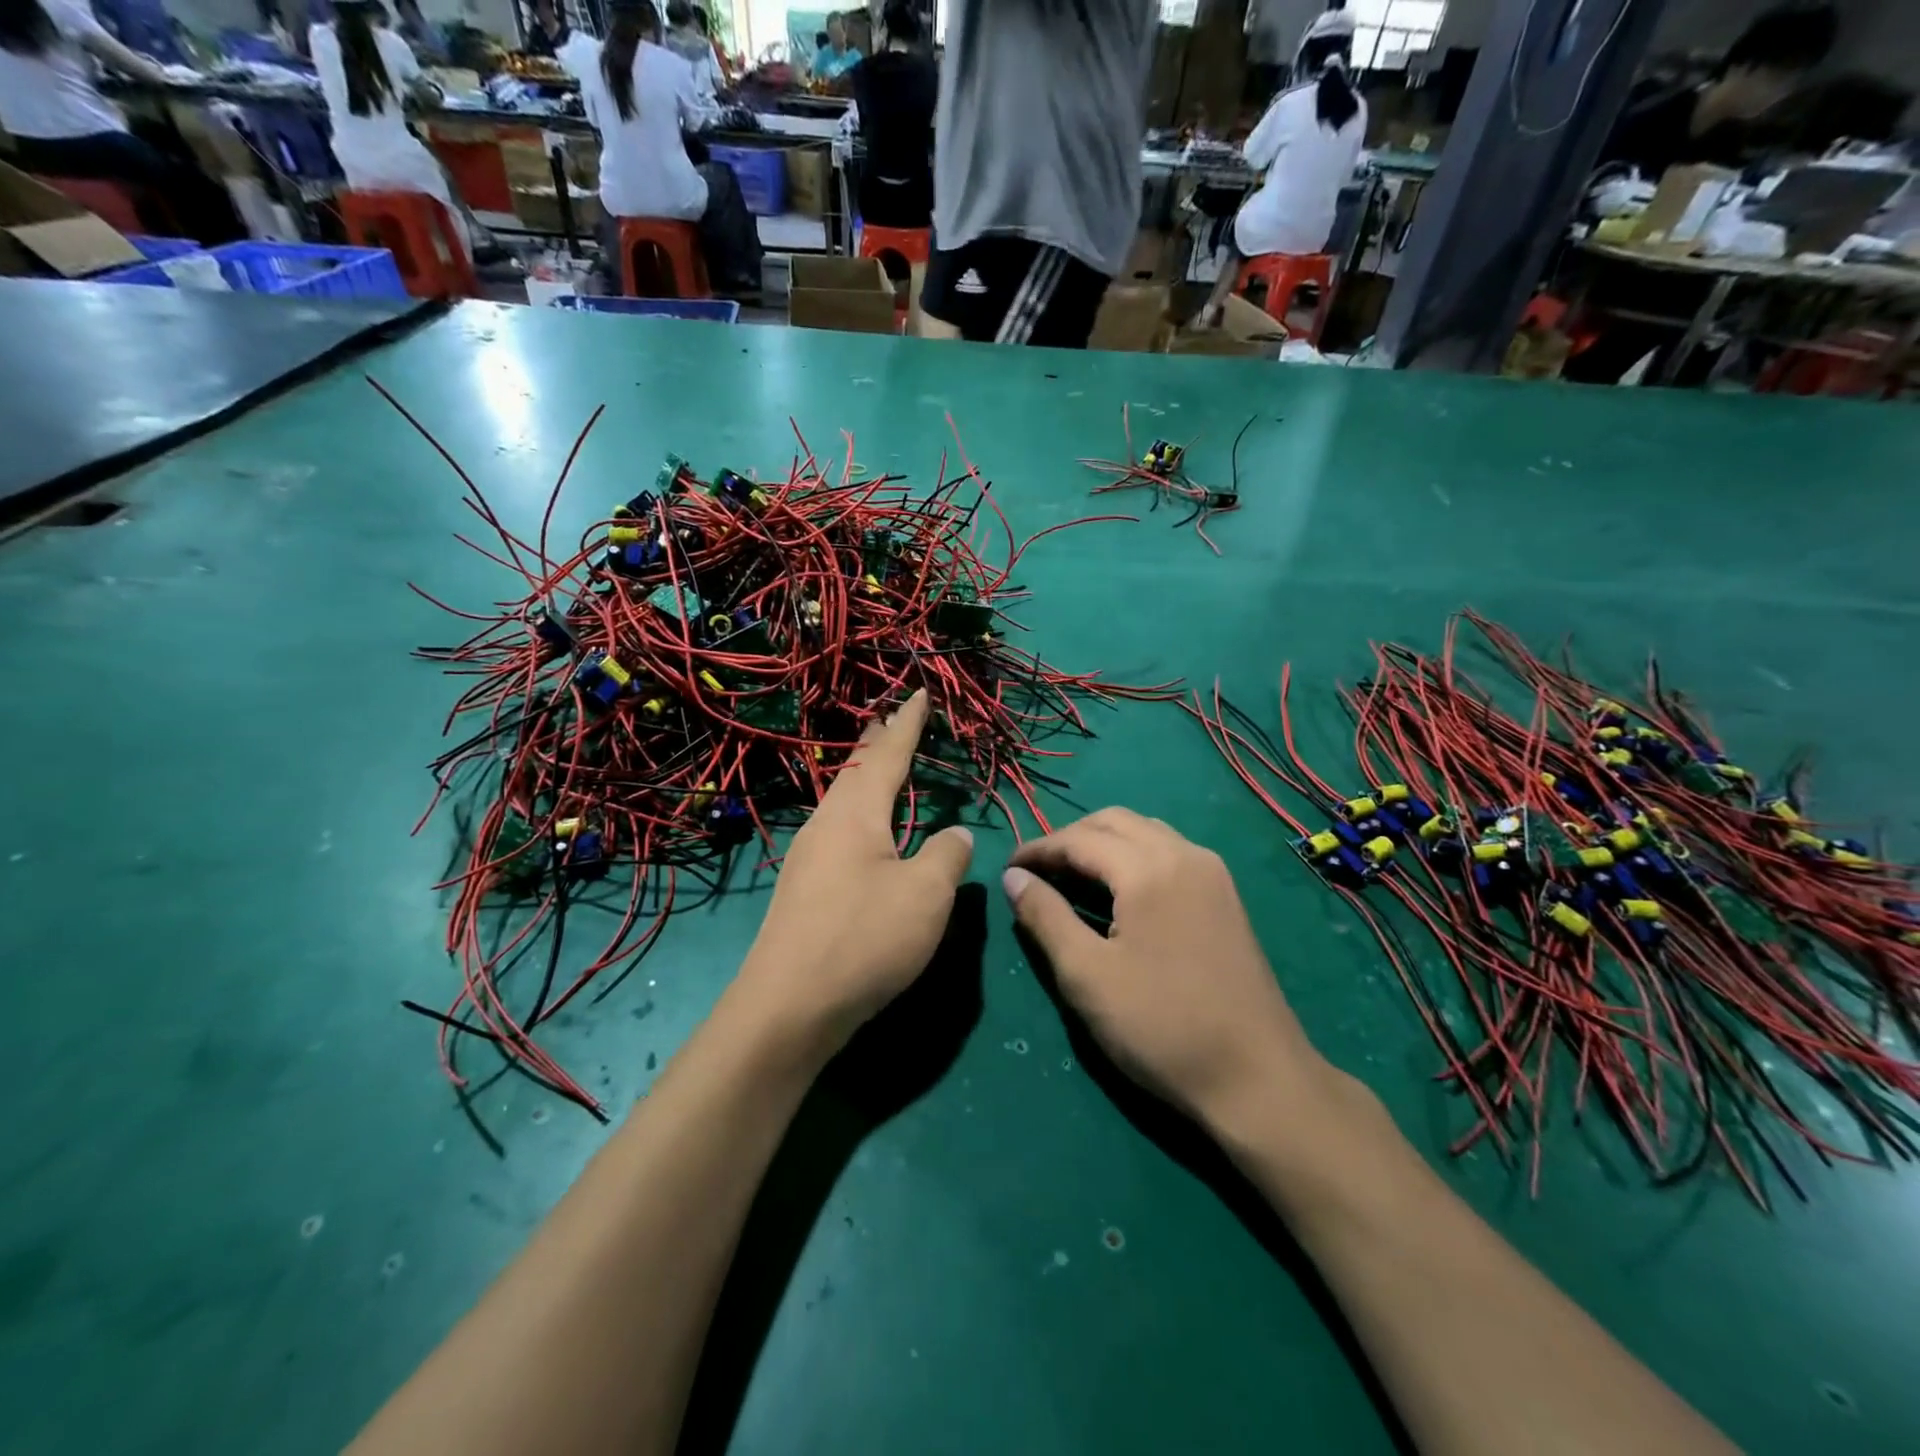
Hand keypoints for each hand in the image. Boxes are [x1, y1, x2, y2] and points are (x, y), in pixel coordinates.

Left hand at [736, 690, 972, 1053]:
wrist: (787, 1008)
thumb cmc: (864, 940)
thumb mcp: (925, 895)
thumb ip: (947, 855)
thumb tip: (957, 833)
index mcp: (855, 814)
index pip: (887, 755)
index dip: (907, 724)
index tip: (919, 694)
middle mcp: (825, 825)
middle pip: (855, 772)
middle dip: (876, 744)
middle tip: (890, 718)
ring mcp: (808, 858)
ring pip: (842, 802)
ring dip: (864, 779)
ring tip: (879, 767)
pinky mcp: (802, 890)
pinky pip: (837, 832)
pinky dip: (858, 815)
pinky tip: (863, 834)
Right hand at [1003, 808, 1332, 1133]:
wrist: (1257, 1078)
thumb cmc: (1161, 1027)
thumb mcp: (1086, 975)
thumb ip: (1045, 916)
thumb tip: (1013, 877)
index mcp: (1149, 868)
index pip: (1079, 839)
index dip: (1037, 849)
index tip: (1007, 870)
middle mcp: (1184, 854)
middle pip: (1115, 822)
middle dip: (1070, 838)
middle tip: (1037, 872)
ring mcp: (1212, 873)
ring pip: (1145, 832)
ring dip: (1103, 843)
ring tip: (1072, 877)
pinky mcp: (1225, 896)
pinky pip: (1169, 851)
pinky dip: (1133, 856)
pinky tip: (1119, 891)